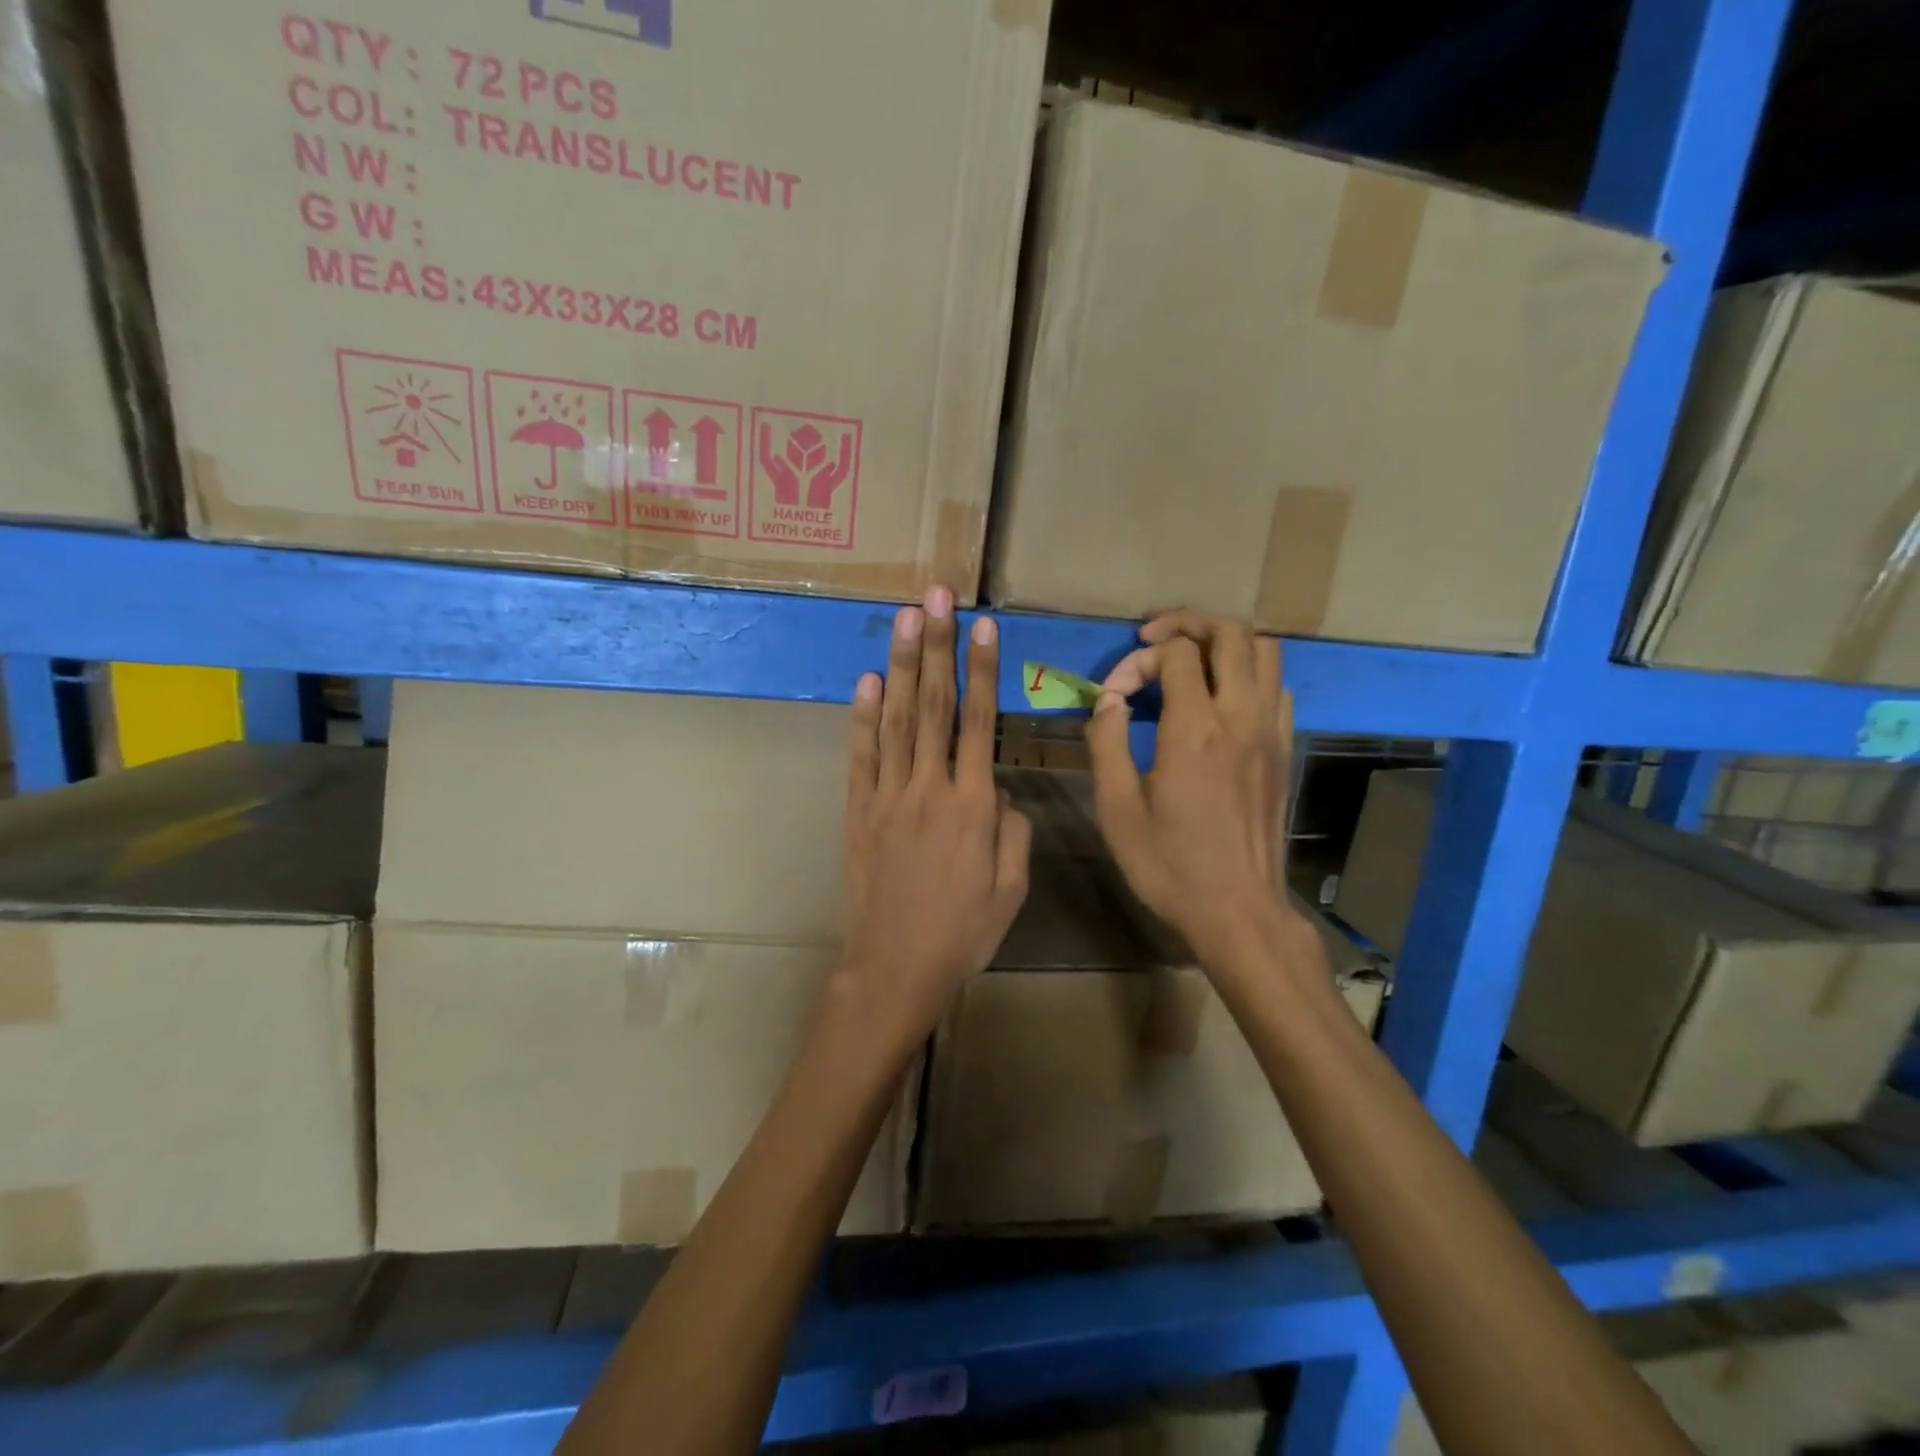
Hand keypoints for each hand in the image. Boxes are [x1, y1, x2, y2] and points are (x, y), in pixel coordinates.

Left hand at [841, 586, 1031, 1041]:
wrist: (896, 966)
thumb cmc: (963, 932)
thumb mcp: (1012, 888)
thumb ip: (1014, 832)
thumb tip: (1001, 793)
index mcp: (974, 805)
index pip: (980, 723)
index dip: (981, 671)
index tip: (982, 626)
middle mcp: (929, 788)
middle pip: (934, 706)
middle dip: (937, 646)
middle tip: (936, 597)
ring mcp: (889, 797)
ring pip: (896, 720)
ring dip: (901, 666)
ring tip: (904, 619)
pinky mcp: (859, 812)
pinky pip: (862, 756)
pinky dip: (863, 717)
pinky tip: (867, 681)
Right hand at [1085, 610, 1295, 964]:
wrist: (1239, 911)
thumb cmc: (1170, 865)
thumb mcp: (1117, 809)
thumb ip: (1107, 742)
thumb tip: (1109, 700)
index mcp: (1194, 730)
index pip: (1175, 654)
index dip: (1138, 659)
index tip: (1115, 694)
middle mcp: (1240, 717)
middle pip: (1230, 633)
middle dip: (1187, 623)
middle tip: (1152, 639)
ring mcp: (1270, 732)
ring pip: (1265, 650)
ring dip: (1224, 641)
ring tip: (1189, 660)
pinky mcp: (1284, 750)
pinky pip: (1278, 686)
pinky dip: (1250, 673)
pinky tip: (1221, 699)